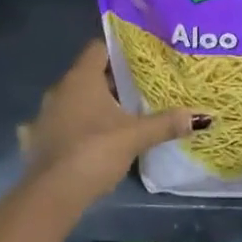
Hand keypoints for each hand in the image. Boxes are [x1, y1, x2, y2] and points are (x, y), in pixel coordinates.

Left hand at [19, 40, 195, 204]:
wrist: (52, 194)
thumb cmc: (94, 151)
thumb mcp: (135, 136)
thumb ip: (165, 123)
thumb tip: (201, 116)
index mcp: (81, 78)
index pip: (99, 47)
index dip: (119, 49)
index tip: (141, 58)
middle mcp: (60, 89)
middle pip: (89, 73)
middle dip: (113, 79)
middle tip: (141, 86)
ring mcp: (47, 114)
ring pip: (76, 98)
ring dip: (95, 103)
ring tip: (123, 112)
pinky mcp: (41, 138)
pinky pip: (65, 120)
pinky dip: (80, 124)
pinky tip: (96, 137)